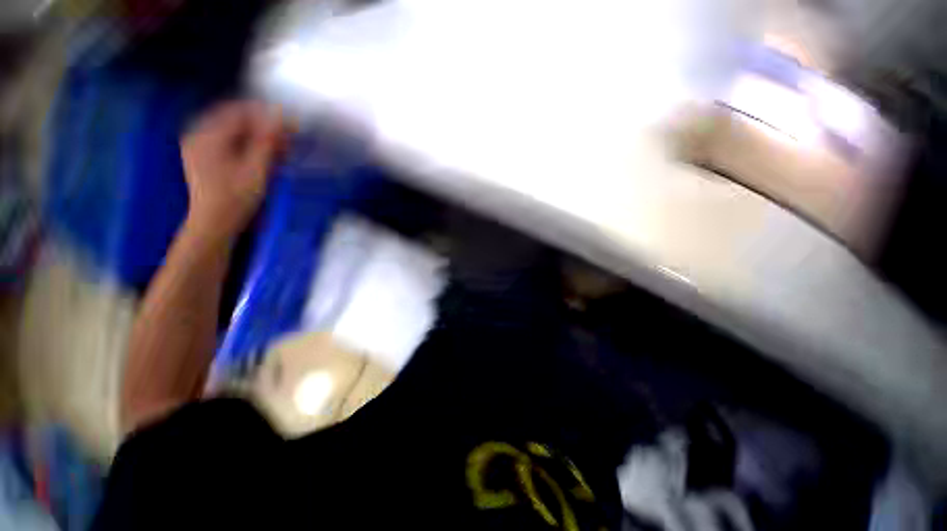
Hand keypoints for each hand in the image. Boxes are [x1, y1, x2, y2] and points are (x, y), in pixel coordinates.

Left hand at [181, 100, 286, 241]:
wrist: (215, 223)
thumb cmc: (236, 198)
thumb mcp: (257, 169)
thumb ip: (267, 141)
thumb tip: (280, 117)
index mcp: (208, 135)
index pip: (241, 112)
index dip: (268, 116)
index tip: (291, 125)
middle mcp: (200, 135)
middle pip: (237, 121)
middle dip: (264, 129)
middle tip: (288, 142)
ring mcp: (200, 146)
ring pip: (234, 132)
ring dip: (259, 138)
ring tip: (280, 152)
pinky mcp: (205, 157)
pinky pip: (229, 143)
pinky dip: (248, 147)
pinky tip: (264, 157)